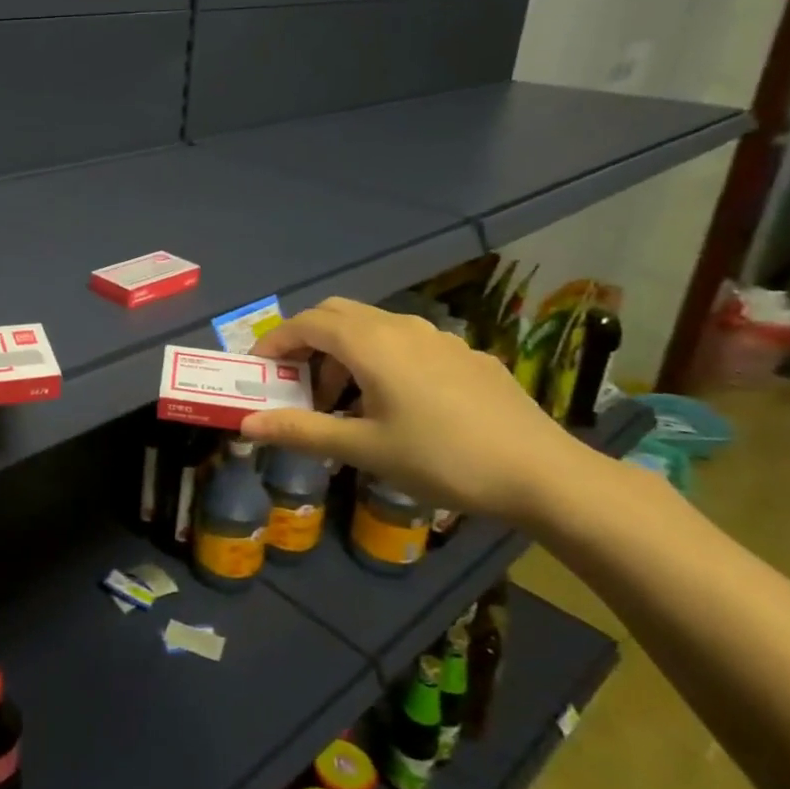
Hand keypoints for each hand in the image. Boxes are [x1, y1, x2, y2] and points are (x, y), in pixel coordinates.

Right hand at [241, 298, 589, 522]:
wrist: (544, 474)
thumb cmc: (442, 459)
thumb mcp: (364, 449)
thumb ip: (301, 430)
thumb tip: (246, 424)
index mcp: (371, 343)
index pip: (306, 323)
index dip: (275, 341)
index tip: (260, 369)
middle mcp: (401, 327)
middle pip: (336, 314)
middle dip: (307, 341)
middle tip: (296, 381)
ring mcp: (438, 337)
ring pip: (373, 326)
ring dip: (344, 351)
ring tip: (343, 400)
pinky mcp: (465, 354)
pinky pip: (407, 342)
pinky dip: (380, 358)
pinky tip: (396, 403)